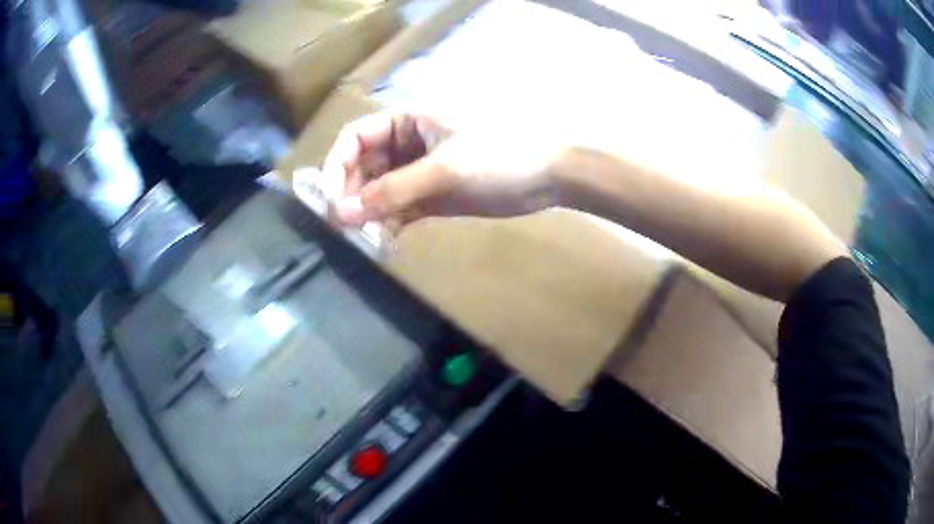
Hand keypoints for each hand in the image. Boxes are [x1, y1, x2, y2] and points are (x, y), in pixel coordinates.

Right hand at [321, 112, 562, 225]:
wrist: (551, 176)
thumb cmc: (500, 156)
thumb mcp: (444, 170)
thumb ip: (393, 191)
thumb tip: (341, 213)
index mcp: (407, 121)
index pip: (355, 138)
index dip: (336, 166)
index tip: (329, 200)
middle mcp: (406, 143)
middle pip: (362, 167)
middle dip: (351, 195)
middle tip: (345, 228)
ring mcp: (419, 170)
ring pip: (379, 191)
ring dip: (368, 214)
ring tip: (364, 239)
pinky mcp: (432, 195)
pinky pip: (399, 208)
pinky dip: (389, 224)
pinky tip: (383, 242)